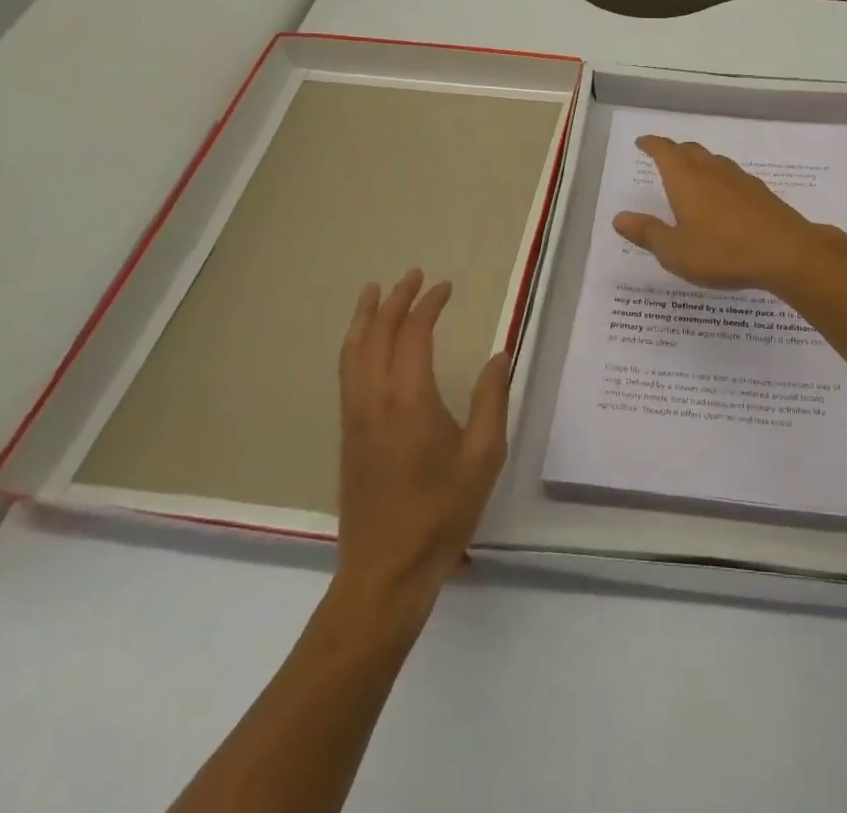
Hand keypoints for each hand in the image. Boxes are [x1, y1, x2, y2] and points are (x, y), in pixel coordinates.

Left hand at [330, 269, 508, 626]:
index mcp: (409, 398)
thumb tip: (499, 356)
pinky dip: (355, 344)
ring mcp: (354, 417)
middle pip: (377, 334)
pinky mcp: (347, 435)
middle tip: (412, 276)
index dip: (428, 305)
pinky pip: (347, 373)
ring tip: (373, 292)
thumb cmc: (443, 510)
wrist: (387, 569)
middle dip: (394, 300)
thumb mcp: (484, 454)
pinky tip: (364, 344)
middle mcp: (374, 399)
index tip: (445, 287)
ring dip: (365, 317)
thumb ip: (492, 399)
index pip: (414, 334)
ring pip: (352, 352)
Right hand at [612, 135, 838, 290]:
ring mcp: (740, 179)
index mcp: (686, 179)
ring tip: (692, 176)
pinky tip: (723, 198)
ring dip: (699, 163)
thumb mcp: (676, 251)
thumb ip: (647, 233)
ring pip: (714, 161)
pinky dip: (720, 179)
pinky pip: (732, 177)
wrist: (786, 252)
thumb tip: (619, 217)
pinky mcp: (760, 192)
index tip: (642, 142)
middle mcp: (712, 171)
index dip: (652, 144)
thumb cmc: (722, 252)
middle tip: (664, 157)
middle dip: (675, 151)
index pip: (665, 151)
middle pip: (690, 151)